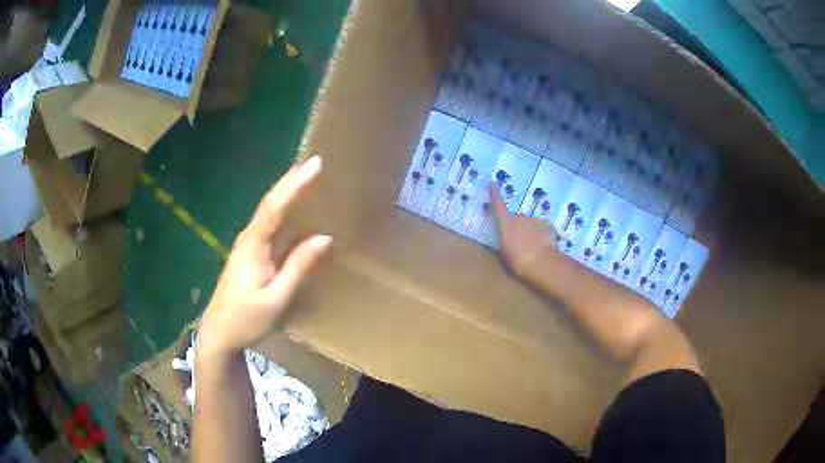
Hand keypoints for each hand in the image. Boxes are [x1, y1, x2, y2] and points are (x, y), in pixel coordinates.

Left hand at [199, 156, 331, 359]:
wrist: (218, 334)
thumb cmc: (245, 320)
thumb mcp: (276, 299)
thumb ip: (298, 268)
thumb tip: (324, 238)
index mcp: (253, 246)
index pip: (275, 208)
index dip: (294, 185)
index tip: (315, 165)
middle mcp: (248, 238)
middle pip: (270, 202)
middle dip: (291, 180)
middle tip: (315, 163)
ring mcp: (247, 245)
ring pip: (268, 211)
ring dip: (287, 192)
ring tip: (307, 177)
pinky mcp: (249, 253)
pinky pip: (268, 224)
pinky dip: (282, 210)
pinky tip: (293, 209)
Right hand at [490, 183, 557, 277]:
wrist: (542, 263)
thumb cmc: (518, 261)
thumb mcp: (505, 254)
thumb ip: (505, 241)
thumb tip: (508, 238)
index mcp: (507, 224)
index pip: (498, 205)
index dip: (494, 194)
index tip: (492, 182)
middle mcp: (520, 218)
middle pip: (517, 219)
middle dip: (518, 227)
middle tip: (519, 243)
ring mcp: (535, 220)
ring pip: (530, 224)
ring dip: (530, 232)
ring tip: (533, 248)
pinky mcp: (547, 225)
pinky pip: (542, 228)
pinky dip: (542, 235)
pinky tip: (543, 246)